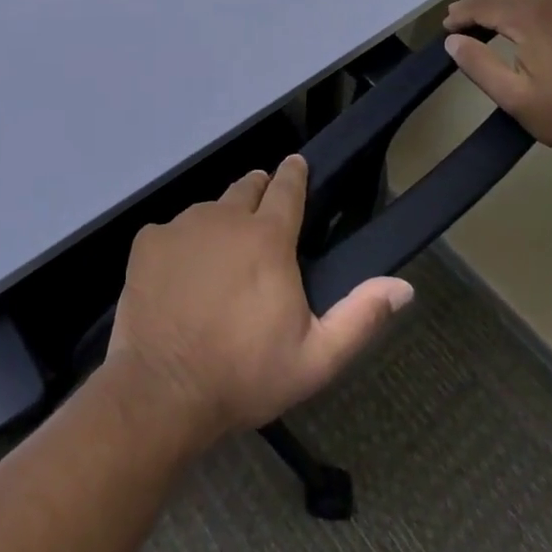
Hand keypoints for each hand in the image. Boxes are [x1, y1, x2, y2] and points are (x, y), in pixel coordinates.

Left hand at [108, 155, 413, 444]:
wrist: (163, 389)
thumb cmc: (245, 375)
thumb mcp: (316, 358)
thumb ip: (360, 317)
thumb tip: (403, 286)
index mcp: (267, 238)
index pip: (287, 189)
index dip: (294, 173)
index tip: (297, 162)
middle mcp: (224, 217)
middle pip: (246, 189)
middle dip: (259, 191)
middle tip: (264, 209)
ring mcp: (181, 225)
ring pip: (209, 210)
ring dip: (221, 222)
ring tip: (223, 253)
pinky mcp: (148, 240)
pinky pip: (172, 231)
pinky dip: (182, 246)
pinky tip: (182, 277)